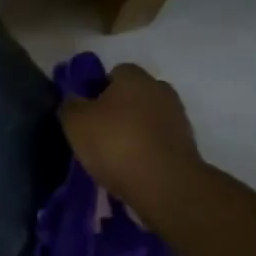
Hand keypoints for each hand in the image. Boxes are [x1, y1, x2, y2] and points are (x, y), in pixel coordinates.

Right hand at [59, 63, 203, 214]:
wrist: (164, 184)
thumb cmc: (115, 144)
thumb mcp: (76, 123)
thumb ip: (70, 106)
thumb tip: (72, 101)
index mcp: (134, 78)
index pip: (114, 72)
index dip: (97, 89)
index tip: (85, 113)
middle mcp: (160, 90)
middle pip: (133, 95)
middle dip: (117, 110)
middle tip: (96, 134)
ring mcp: (177, 117)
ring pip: (146, 118)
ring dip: (132, 131)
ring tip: (113, 156)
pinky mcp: (185, 145)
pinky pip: (157, 141)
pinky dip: (145, 150)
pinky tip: (131, 168)